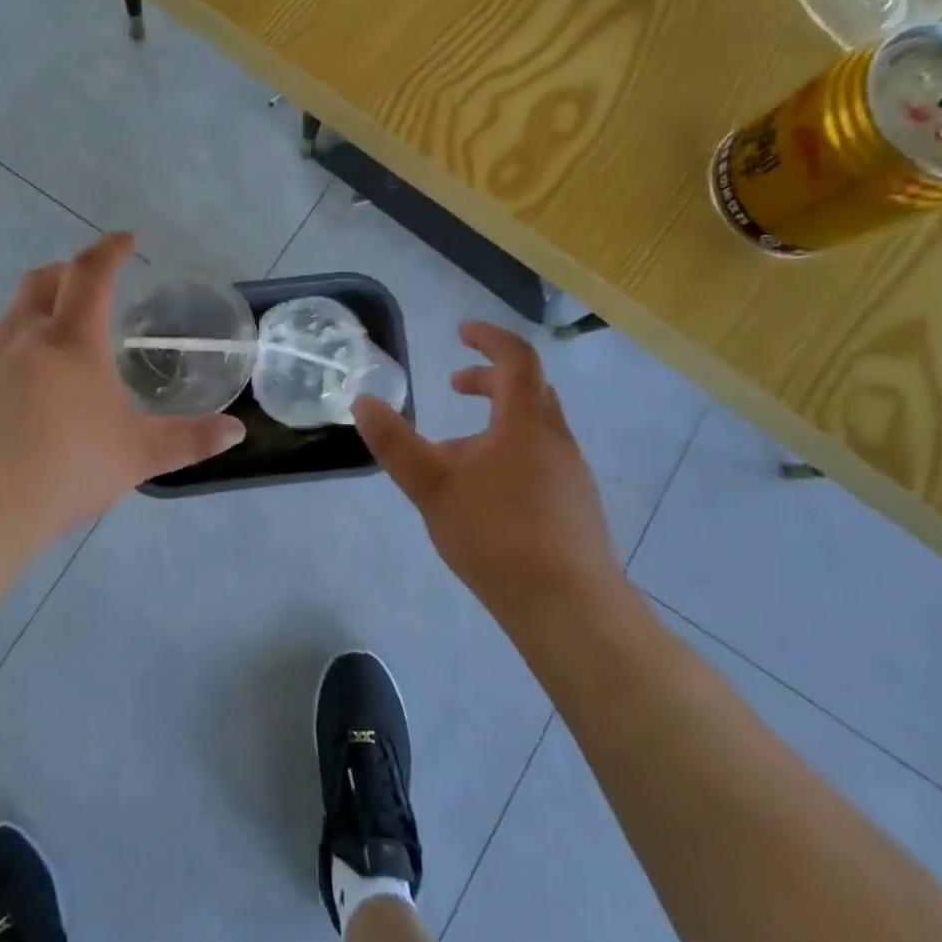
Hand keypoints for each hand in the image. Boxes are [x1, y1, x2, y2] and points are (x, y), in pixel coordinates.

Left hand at [0, 233, 244, 550]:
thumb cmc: (64, 471)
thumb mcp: (137, 456)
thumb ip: (189, 440)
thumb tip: (236, 431)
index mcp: (71, 341)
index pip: (91, 273)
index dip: (110, 249)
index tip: (126, 239)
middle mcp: (23, 337)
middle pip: (41, 279)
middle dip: (69, 271)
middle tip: (93, 285)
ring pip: (12, 314)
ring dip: (39, 309)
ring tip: (63, 342)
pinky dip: (16, 349)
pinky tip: (27, 392)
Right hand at [354, 321, 623, 630]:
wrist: (570, 609)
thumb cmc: (498, 536)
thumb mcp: (432, 487)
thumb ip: (395, 443)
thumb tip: (363, 401)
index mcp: (526, 422)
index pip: (516, 357)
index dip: (489, 337)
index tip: (461, 332)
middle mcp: (556, 439)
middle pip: (528, 388)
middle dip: (489, 379)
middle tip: (455, 387)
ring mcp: (573, 474)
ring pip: (536, 427)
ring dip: (499, 420)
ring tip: (460, 451)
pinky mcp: (578, 507)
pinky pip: (543, 459)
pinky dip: (513, 452)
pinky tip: (490, 495)